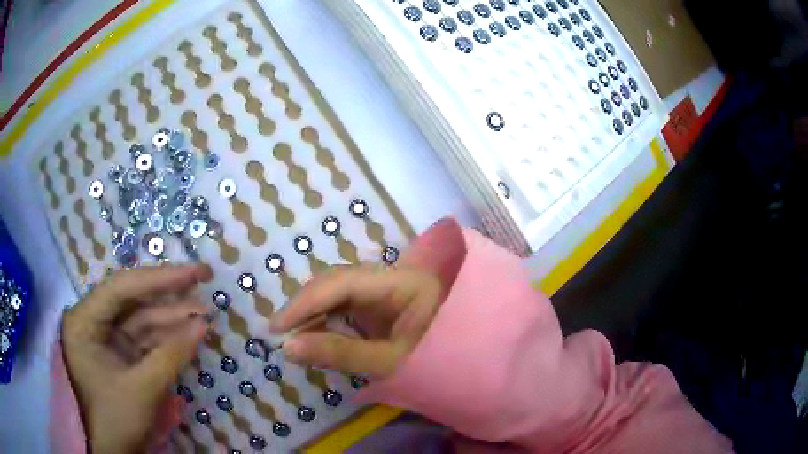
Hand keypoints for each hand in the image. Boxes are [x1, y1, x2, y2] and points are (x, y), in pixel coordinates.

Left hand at [61, 265, 212, 453]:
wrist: (115, 452)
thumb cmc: (117, 419)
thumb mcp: (143, 388)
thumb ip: (171, 354)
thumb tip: (203, 325)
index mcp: (84, 322)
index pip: (121, 289)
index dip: (157, 278)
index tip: (192, 273)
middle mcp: (93, 322)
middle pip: (132, 299)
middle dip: (167, 295)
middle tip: (201, 280)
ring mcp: (108, 339)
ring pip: (142, 319)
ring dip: (172, 318)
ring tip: (204, 314)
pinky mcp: (122, 354)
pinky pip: (146, 339)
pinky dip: (168, 338)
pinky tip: (190, 334)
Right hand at [270, 264, 442, 377]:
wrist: (477, 369)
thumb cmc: (443, 366)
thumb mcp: (390, 363)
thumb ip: (339, 354)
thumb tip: (288, 348)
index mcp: (404, 283)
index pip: (344, 282)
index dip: (305, 302)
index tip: (277, 327)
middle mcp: (395, 278)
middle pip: (340, 281)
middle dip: (308, 305)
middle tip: (282, 333)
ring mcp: (390, 290)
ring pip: (342, 292)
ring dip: (316, 312)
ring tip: (295, 336)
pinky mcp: (386, 305)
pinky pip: (351, 306)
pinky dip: (330, 320)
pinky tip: (317, 334)